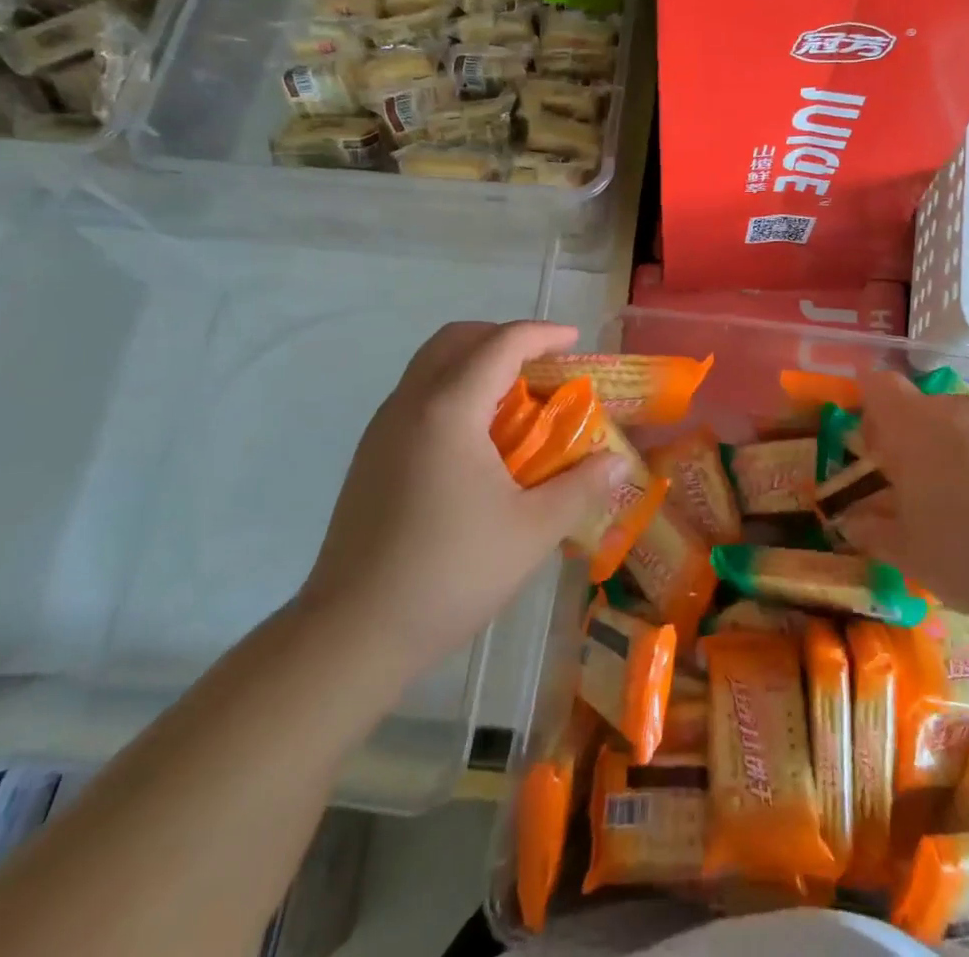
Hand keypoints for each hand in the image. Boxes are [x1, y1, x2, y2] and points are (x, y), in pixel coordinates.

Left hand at [298, 320, 625, 699]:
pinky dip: (454, 390)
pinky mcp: (370, 456)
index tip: (575, 342)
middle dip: (503, 338)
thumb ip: (580, 488)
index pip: (500, 344)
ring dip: (476, 363)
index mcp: (449, 410)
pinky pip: (418, 396)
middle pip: (456, 339)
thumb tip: (617, 463)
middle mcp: (410, 404)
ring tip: (516, 399)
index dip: (542, 334)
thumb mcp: (532, 531)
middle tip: (542, 365)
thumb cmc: (449, 574)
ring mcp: (382, 429)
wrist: (351, 634)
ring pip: (431, 365)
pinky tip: (478, 439)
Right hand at [839, 371, 968, 639]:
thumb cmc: (968, 558)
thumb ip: (872, 530)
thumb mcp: (907, 553)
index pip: (879, 386)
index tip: (877, 447)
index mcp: (913, 427)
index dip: (872, 409)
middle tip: (924, 489)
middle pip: (925, 407)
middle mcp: (958, 410)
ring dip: (961, 450)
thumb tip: (853, 521)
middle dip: (918, 438)